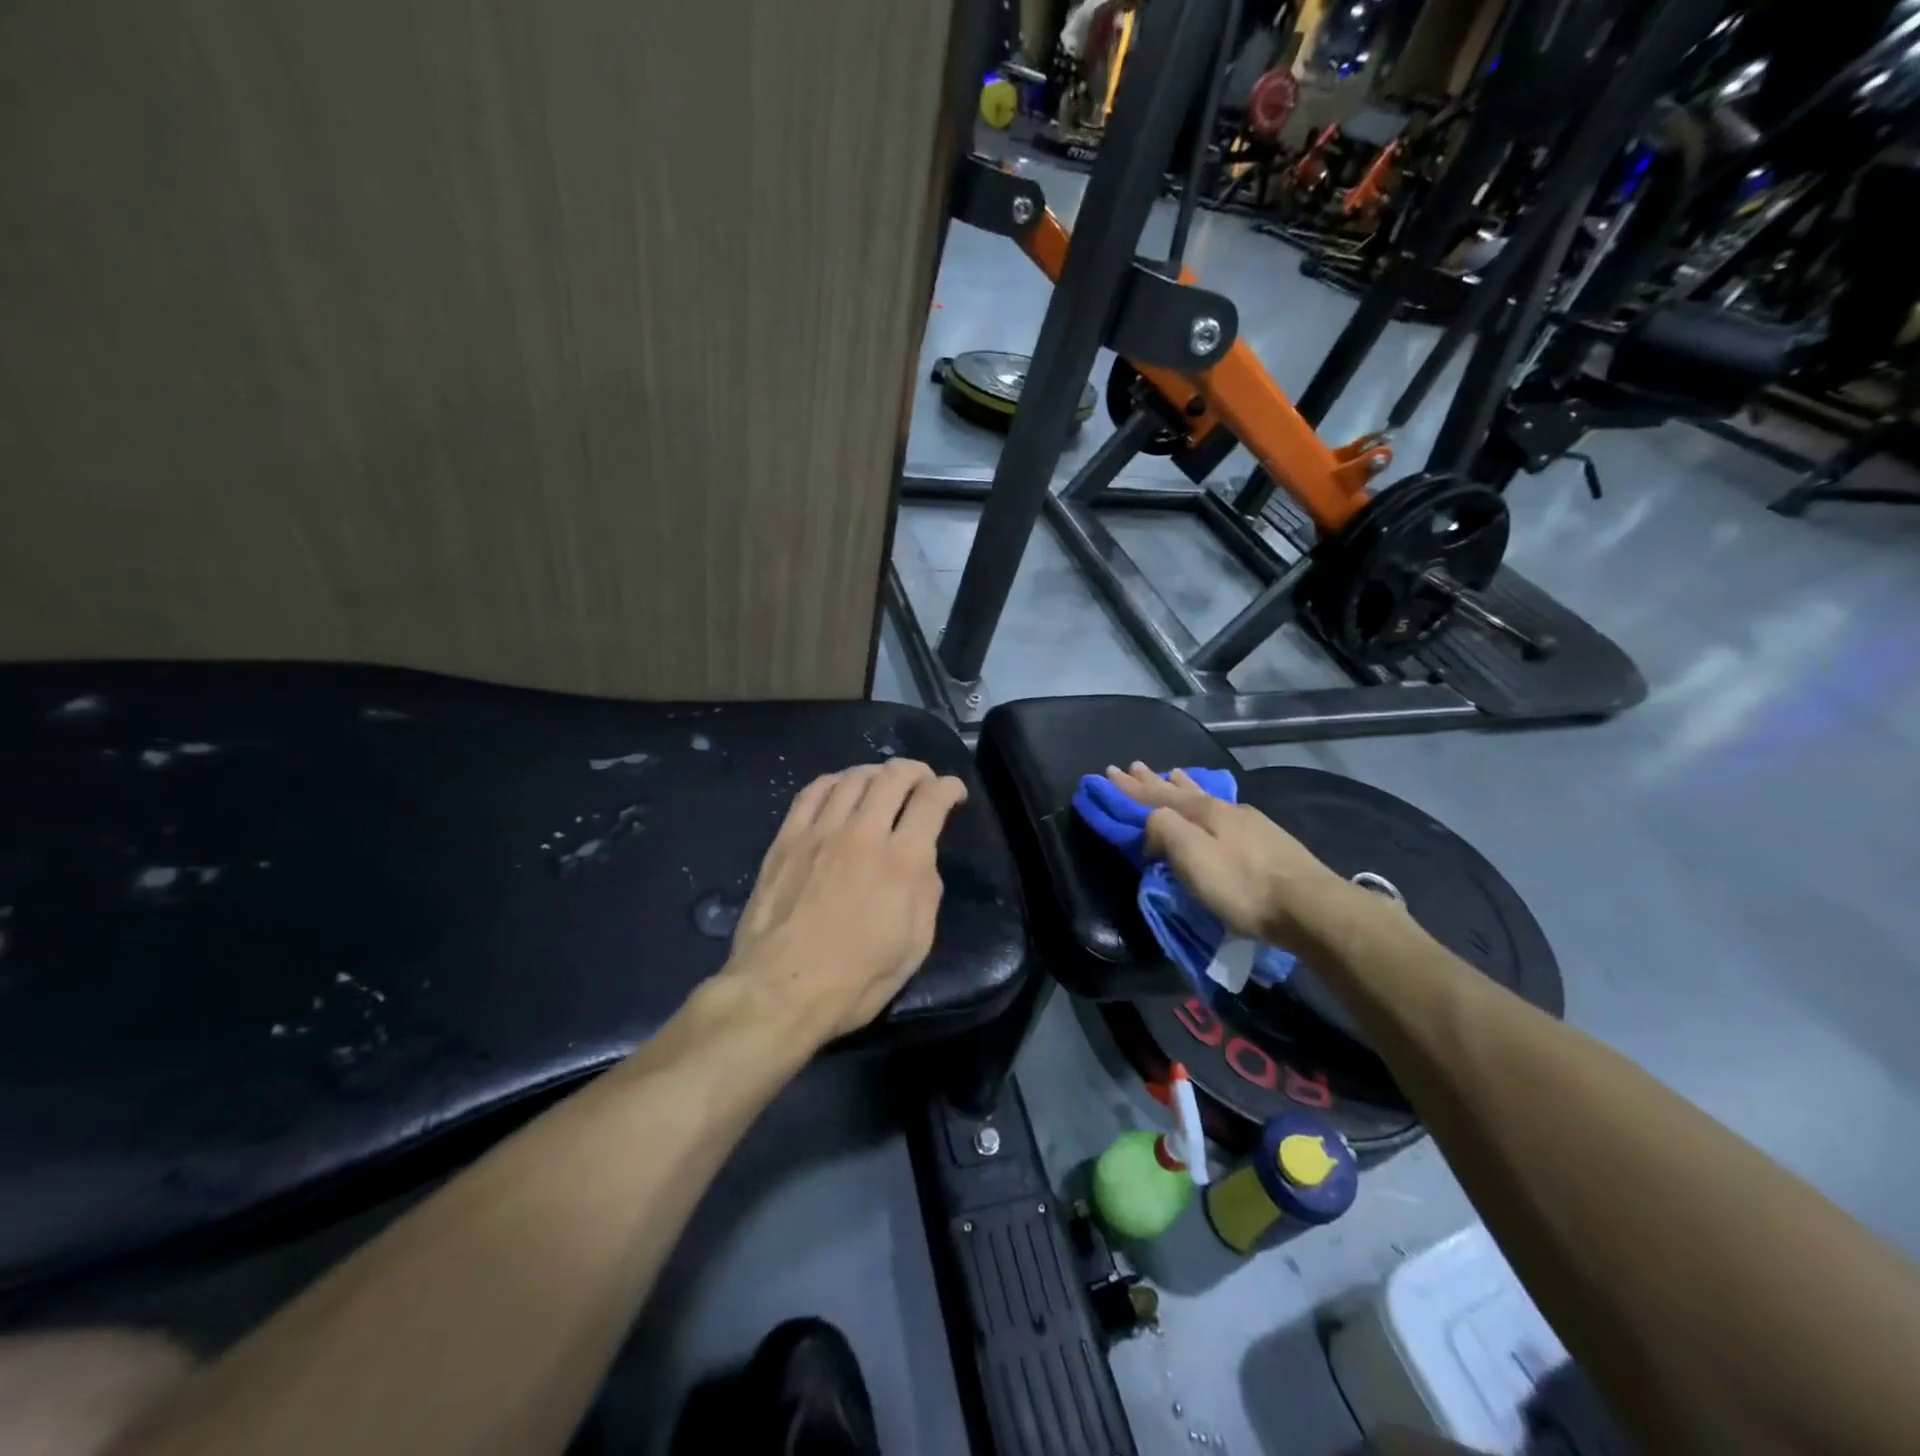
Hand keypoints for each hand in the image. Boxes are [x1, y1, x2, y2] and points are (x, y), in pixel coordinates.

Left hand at [727, 758, 967, 1040]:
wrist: (781, 991)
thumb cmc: (857, 979)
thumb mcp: (915, 945)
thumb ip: (926, 892)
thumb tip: (922, 859)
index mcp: (902, 862)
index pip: (931, 800)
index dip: (949, 787)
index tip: (954, 792)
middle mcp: (863, 833)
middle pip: (893, 776)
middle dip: (917, 771)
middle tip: (924, 781)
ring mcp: (821, 832)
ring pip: (853, 778)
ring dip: (877, 772)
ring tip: (884, 781)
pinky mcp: (787, 839)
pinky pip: (812, 792)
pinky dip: (834, 781)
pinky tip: (840, 787)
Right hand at [1103, 762, 1357, 947]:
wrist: (1310, 907)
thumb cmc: (1243, 886)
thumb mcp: (1192, 858)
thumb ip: (1164, 831)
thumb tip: (1151, 827)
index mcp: (1203, 812)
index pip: (1156, 796)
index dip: (1129, 788)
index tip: (1107, 773)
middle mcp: (1224, 808)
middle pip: (1180, 791)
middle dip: (1153, 781)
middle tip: (1133, 767)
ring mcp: (1249, 822)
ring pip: (1205, 796)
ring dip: (1182, 786)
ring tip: (1172, 774)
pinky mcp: (1267, 840)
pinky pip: (1222, 810)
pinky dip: (1206, 801)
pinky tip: (1215, 803)